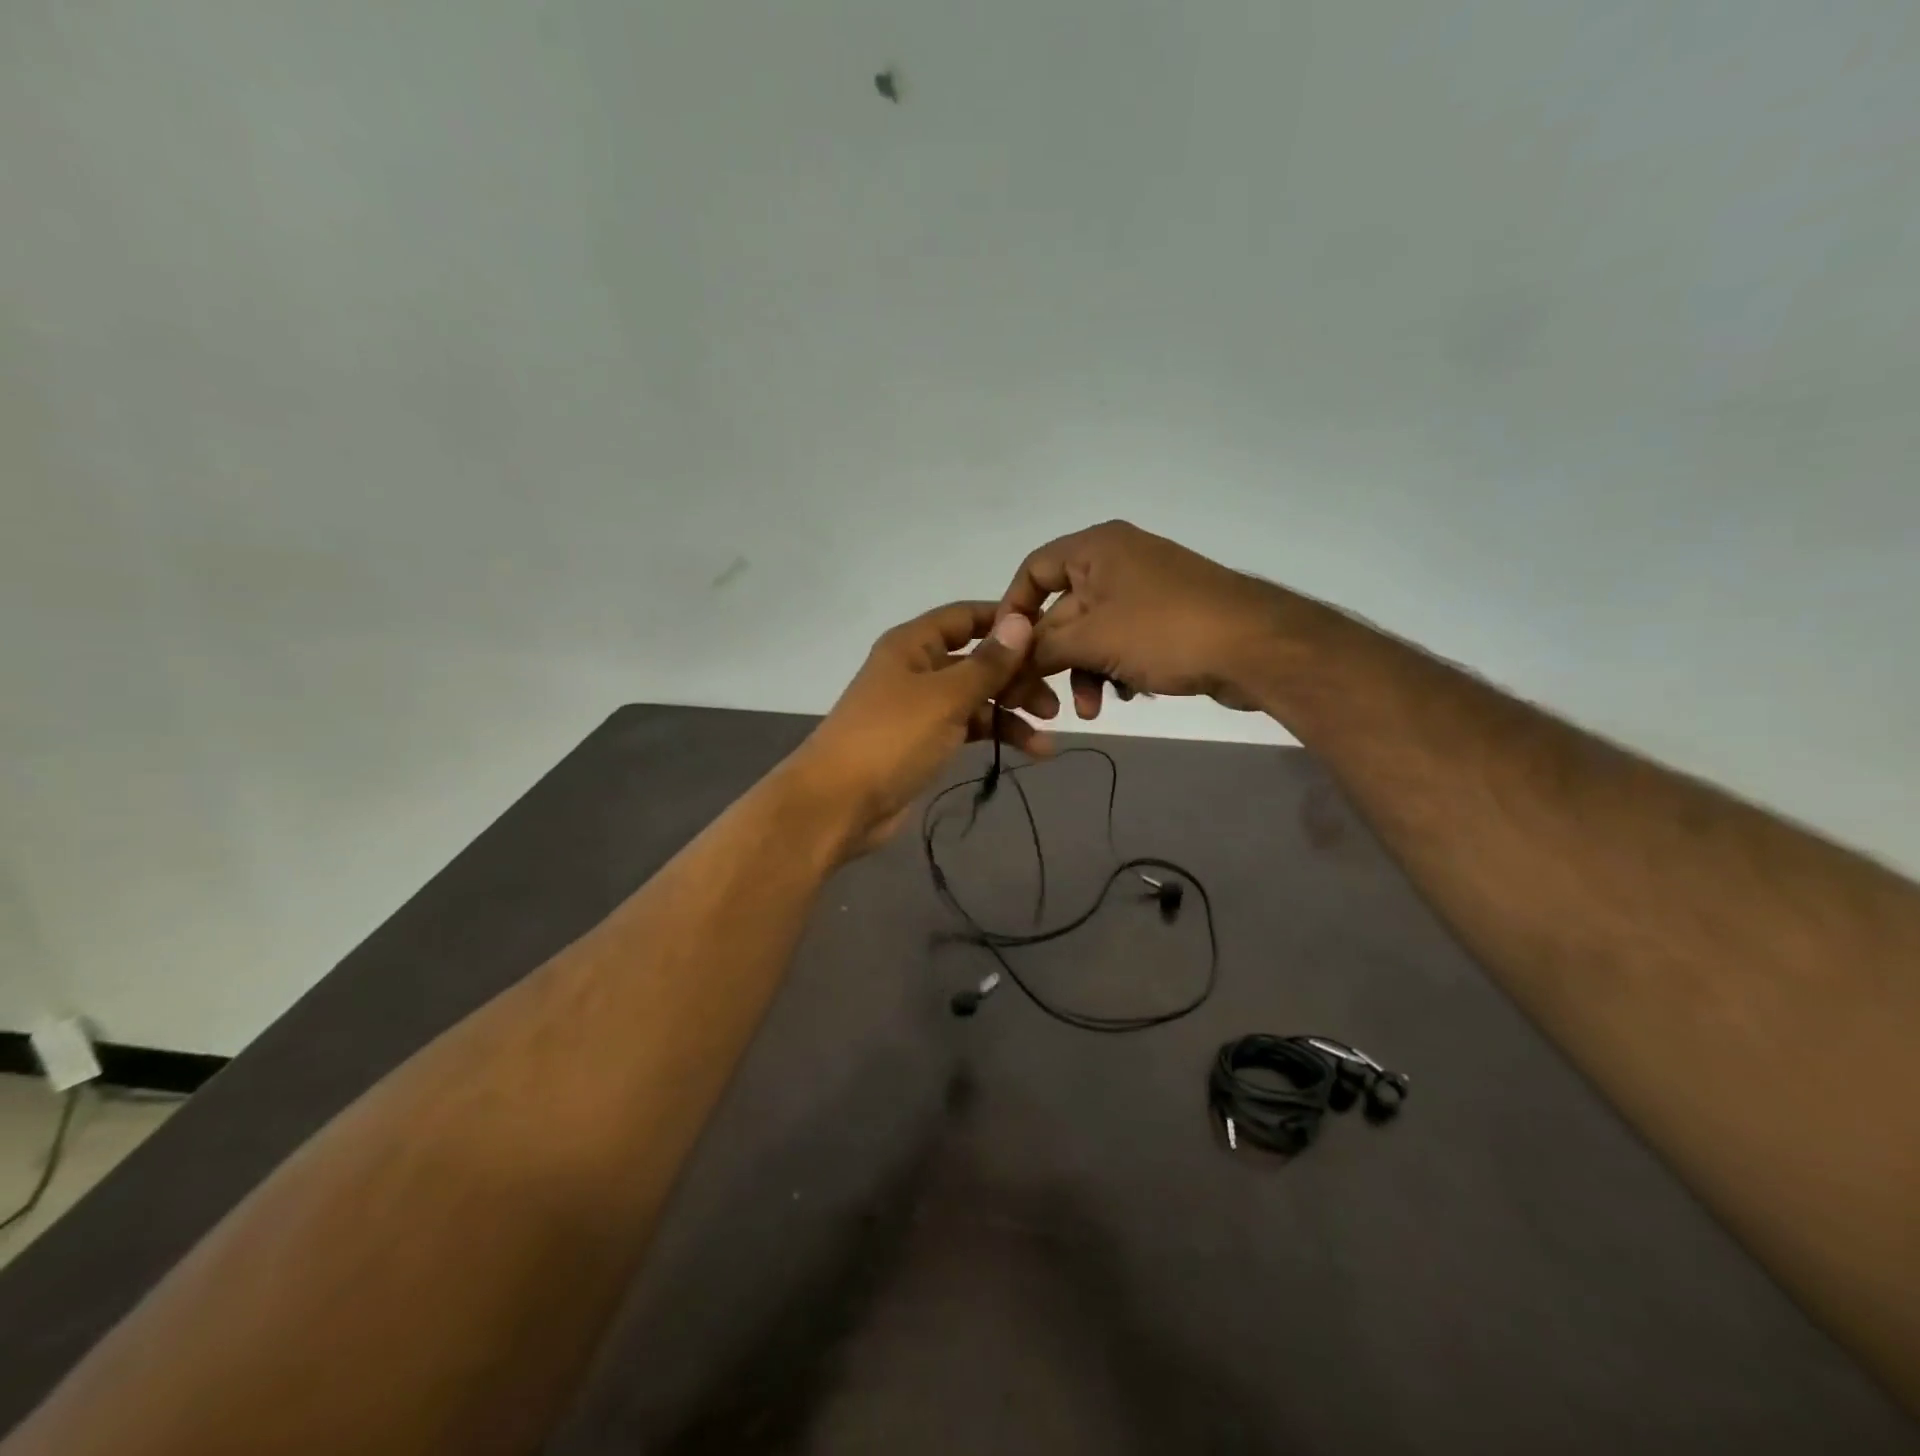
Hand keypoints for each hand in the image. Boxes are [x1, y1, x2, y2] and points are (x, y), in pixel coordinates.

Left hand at [787, 602, 1049, 857]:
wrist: (839, 804)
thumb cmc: (891, 739)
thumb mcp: (945, 697)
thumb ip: (987, 663)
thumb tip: (1021, 621)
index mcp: (913, 644)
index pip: (965, 617)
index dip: (1006, 621)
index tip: (1050, 634)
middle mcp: (917, 669)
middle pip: (976, 660)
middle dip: (1016, 675)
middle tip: (1054, 698)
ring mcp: (921, 708)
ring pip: (976, 698)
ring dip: (1012, 711)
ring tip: (1048, 732)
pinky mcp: (925, 742)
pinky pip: (969, 728)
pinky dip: (997, 735)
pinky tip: (1032, 750)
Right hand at [998, 520, 1287, 718]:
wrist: (1256, 647)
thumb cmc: (1164, 630)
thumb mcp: (1091, 640)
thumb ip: (1040, 649)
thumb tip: (1007, 663)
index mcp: (1096, 548)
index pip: (1033, 570)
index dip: (1013, 611)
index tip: (1005, 653)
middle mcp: (1118, 561)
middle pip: (1062, 610)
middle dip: (1053, 658)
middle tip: (1041, 700)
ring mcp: (1145, 591)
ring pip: (1092, 634)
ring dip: (1084, 673)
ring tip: (1092, 710)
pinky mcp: (1167, 619)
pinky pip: (1122, 643)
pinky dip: (1116, 669)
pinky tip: (1127, 694)